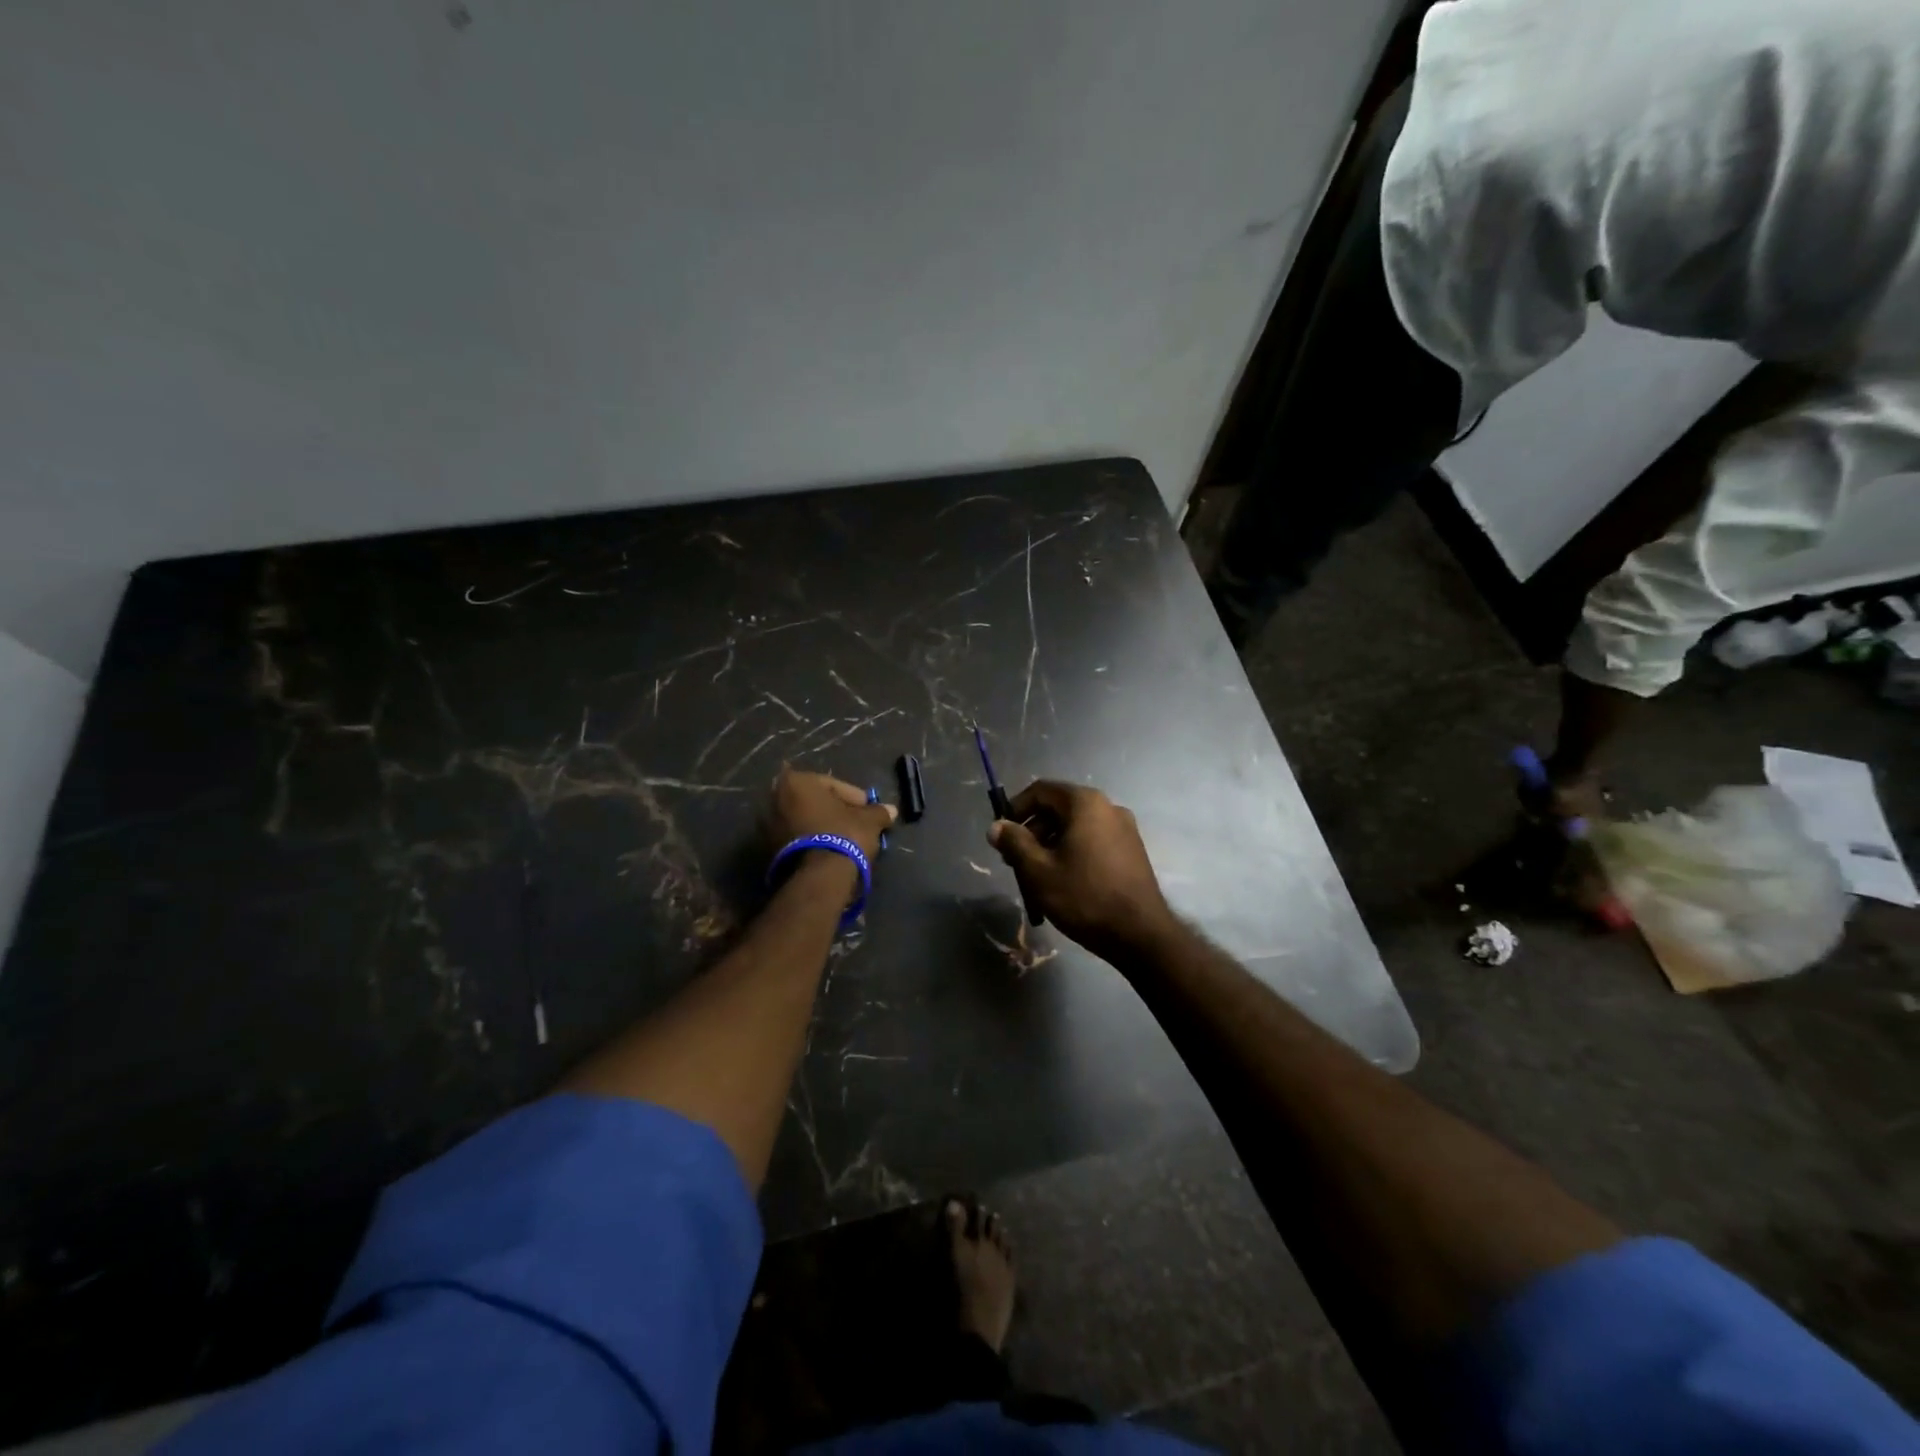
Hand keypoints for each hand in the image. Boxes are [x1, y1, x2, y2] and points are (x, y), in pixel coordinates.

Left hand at [768, 765, 896, 863]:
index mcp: (797, 782)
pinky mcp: (767, 851)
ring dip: (823, 828)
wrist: (818, 878)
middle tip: (856, 823)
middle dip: (835, 812)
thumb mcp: (868, 821)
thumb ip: (878, 811)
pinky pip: (796, 839)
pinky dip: (812, 842)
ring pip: (804, 821)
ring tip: (845, 841)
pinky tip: (830, 852)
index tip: (869, 811)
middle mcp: (776, 799)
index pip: (833, 785)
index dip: (855, 798)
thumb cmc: (843, 836)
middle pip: (815, 802)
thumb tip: (891, 810)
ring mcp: (767, 826)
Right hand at [987, 781, 1174, 960]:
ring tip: (1037, 876)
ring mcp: (1125, 828)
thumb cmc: (1084, 897)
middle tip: (1015, 861)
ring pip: (1076, 827)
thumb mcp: (1038, 871)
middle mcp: (1108, 807)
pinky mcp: (1132, 850)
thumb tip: (996, 827)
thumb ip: (1014, 843)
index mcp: (1085, 803)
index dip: (1015, 809)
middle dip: (1032, 831)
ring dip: (1050, 844)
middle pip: (1059, 808)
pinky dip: (1072, 851)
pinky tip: (1064, 881)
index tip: (1002, 835)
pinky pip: (1093, 840)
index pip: (1041, 790)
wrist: (1140, 935)